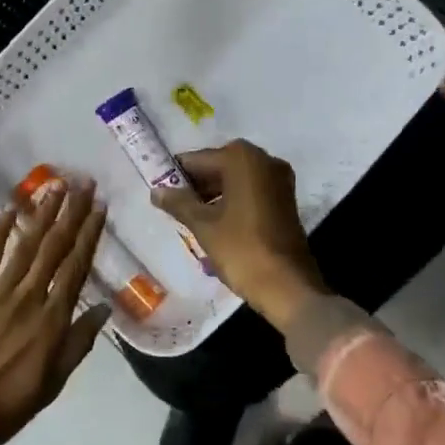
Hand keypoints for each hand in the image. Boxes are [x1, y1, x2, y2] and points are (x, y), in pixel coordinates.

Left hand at [0, 182, 110, 444]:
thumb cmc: (6, 406)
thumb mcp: (53, 383)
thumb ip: (78, 343)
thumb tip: (104, 308)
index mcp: (52, 320)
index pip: (76, 267)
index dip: (89, 235)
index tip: (99, 208)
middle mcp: (29, 297)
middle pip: (55, 248)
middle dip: (71, 214)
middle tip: (83, 184)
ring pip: (26, 245)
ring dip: (42, 214)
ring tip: (55, 187)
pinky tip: (9, 210)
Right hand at [152, 141, 327, 332]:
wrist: (288, 286)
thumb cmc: (242, 249)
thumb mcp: (203, 225)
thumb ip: (178, 203)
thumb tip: (156, 191)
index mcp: (242, 158)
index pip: (198, 159)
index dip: (176, 175)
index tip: (160, 191)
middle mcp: (264, 160)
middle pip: (218, 166)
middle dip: (196, 186)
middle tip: (173, 207)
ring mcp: (279, 180)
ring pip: (235, 180)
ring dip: (212, 195)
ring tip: (191, 219)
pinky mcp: (286, 200)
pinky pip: (250, 192)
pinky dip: (232, 202)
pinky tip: (215, 224)